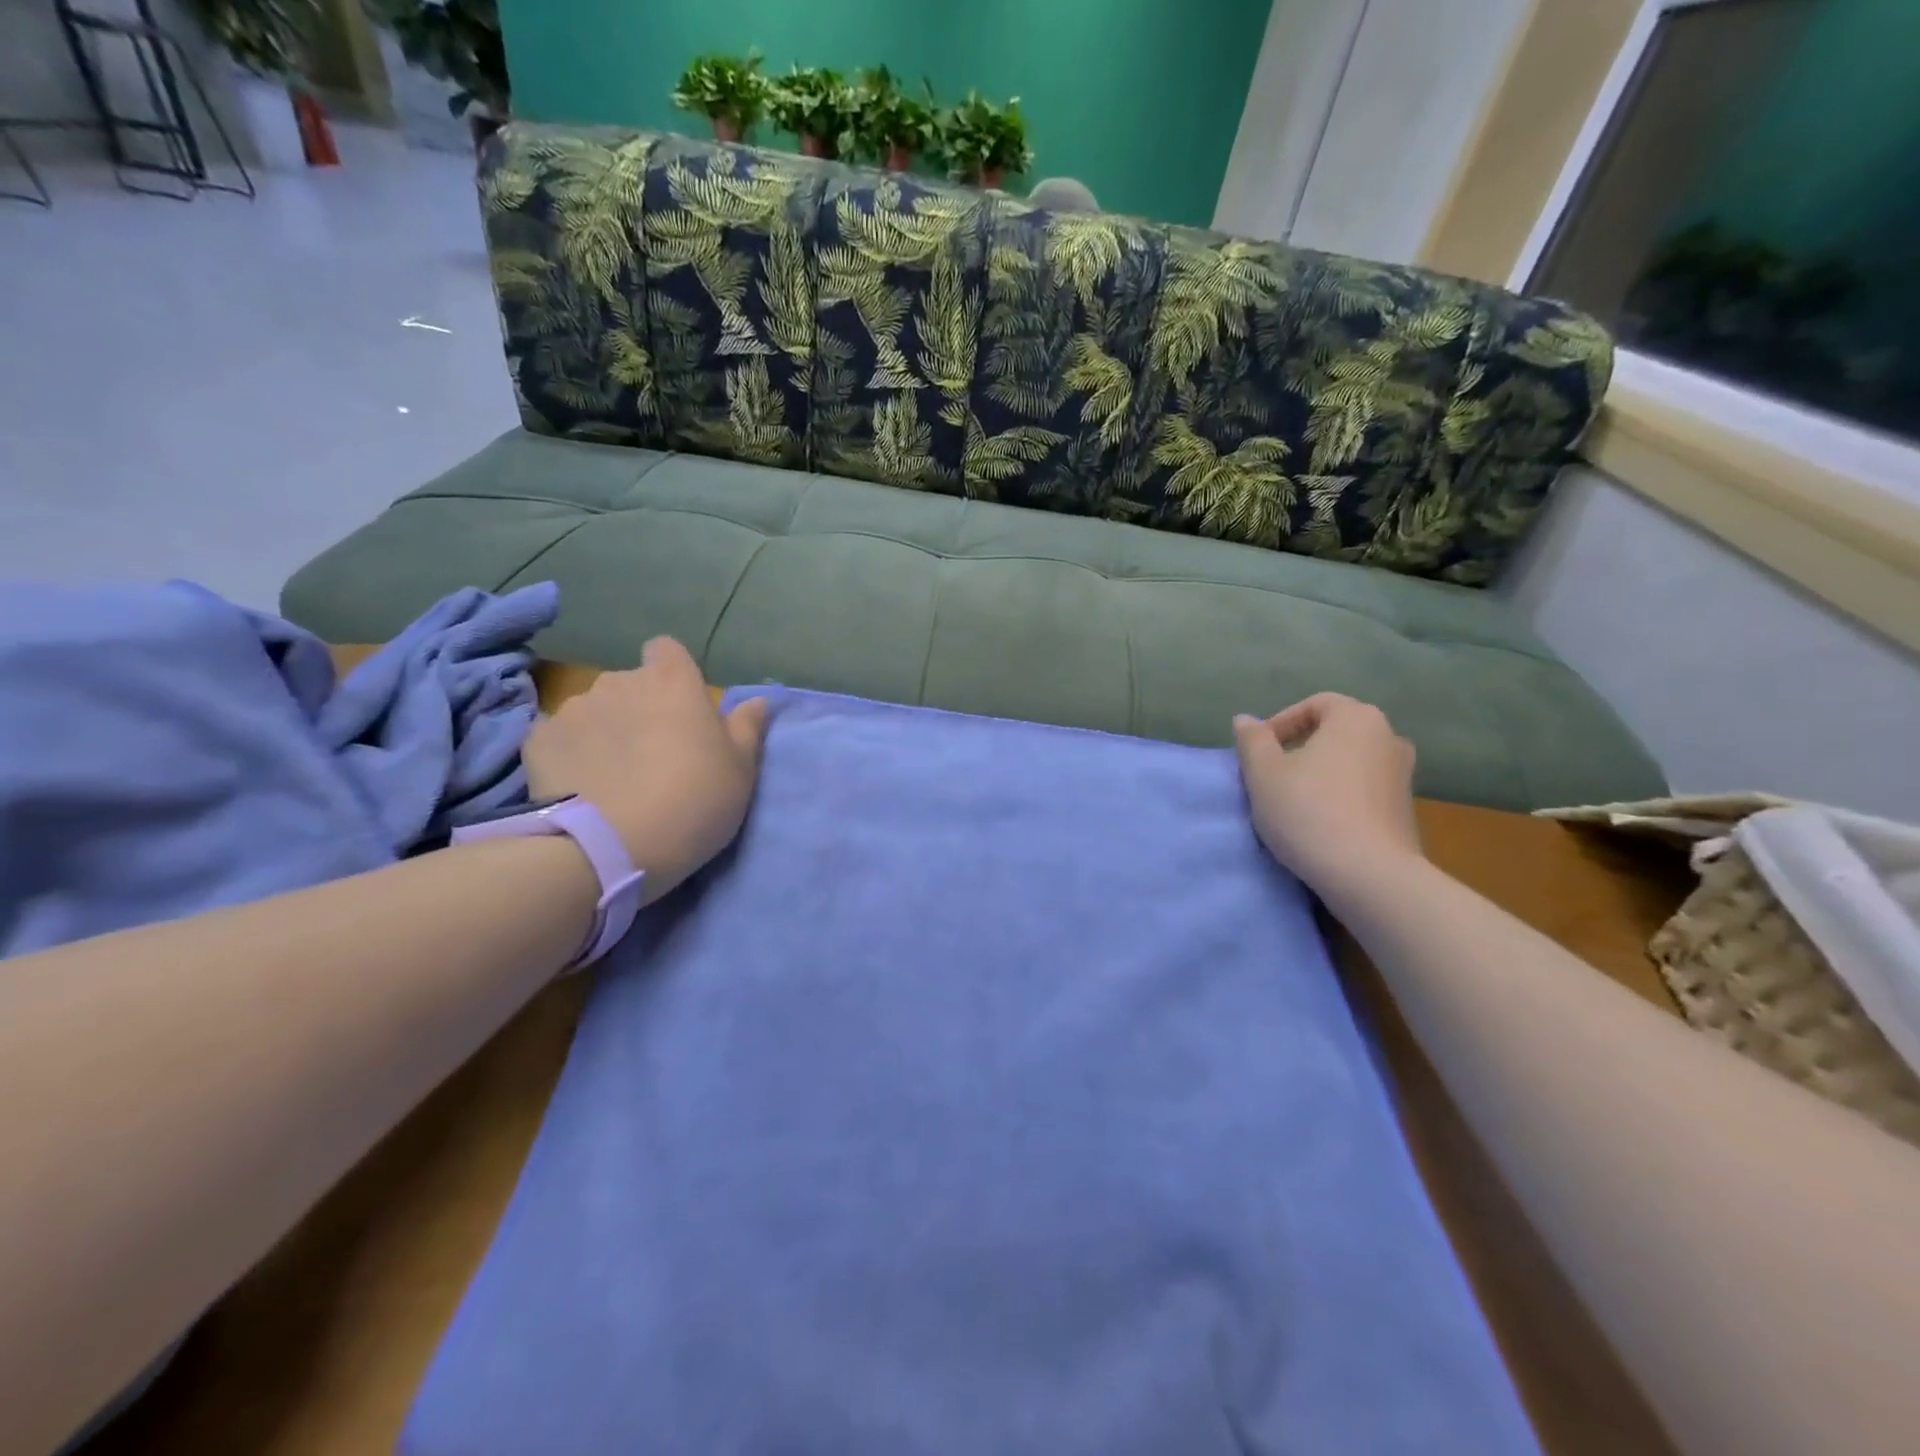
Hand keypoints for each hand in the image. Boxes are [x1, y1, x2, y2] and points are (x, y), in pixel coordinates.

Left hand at [523, 638, 768, 902]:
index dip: (672, 674)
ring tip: (610, 776)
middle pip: (630, 683)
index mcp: (673, 683)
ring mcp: (574, 709)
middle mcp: (620, 682)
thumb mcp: (740, 771)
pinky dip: (569, 754)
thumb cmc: (693, 801)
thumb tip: (757, 701)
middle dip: (639, 708)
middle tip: (651, 754)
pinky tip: (578, 786)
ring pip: (594, 710)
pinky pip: (559, 737)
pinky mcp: (538, 740)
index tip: (680, 708)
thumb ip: (747, 729)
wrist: (611, 848)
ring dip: (604, 730)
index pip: (667, 650)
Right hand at [1232, 693, 1422, 898]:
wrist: (1368, 875)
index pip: (1315, 704)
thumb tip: (1246, 721)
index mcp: (1357, 718)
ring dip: (1320, 774)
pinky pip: (1364, 790)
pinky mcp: (1406, 811)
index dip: (1281, 723)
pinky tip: (1319, 823)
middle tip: (1271, 775)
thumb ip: (1252, 741)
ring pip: (1350, 763)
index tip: (1258, 752)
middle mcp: (1389, 738)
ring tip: (1292, 801)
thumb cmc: (1308, 811)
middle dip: (1300, 748)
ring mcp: (1403, 776)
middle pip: (1335, 732)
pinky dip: (1340, 797)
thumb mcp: (1263, 773)